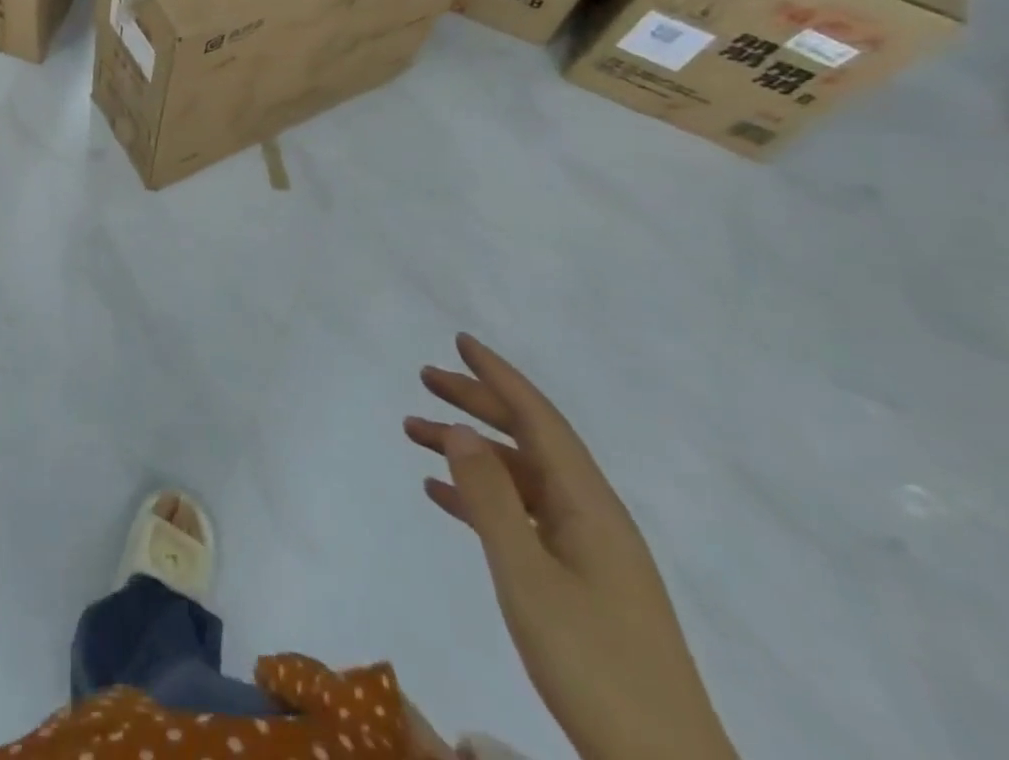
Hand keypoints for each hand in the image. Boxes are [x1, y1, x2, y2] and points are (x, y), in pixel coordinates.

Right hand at [405, 335, 736, 759]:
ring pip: (519, 477)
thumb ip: (491, 500)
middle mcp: (591, 515)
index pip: (538, 418)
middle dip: (478, 403)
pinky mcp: (580, 583)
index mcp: (589, 505)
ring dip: (469, 450)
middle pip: (528, 439)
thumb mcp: (528, 578)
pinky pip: (521, 516)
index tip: (460, 341)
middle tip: (426, 378)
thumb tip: (460, 431)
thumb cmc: (595, 667)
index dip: (499, 376)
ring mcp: (588, 551)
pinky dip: (480, 497)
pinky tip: (441, 495)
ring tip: (413, 432)